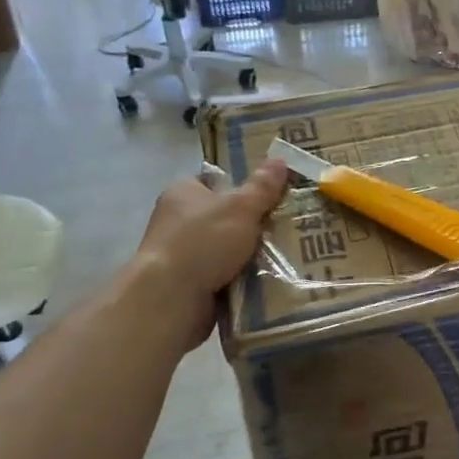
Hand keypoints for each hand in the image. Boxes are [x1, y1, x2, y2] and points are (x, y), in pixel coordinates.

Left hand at [136, 160, 289, 348]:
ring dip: (251, 255)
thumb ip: (262, 186)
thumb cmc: (202, 242)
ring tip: (286, 255)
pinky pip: (225, 276)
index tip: (272, 197)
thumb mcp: (240, 207)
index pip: (215, 182)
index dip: (243, 187)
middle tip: (287, 227)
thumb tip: (280, 159)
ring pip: (227, 249)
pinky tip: (267, 281)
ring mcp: (182, 255)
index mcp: (183, 193)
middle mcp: (178, 221)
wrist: (171, 298)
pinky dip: (242, 279)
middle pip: (224, 217)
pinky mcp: (189, 285)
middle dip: (253, 224)